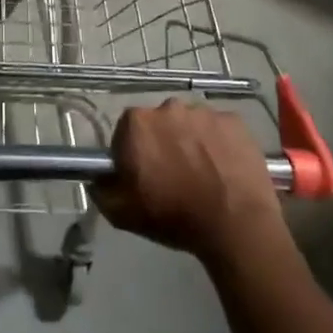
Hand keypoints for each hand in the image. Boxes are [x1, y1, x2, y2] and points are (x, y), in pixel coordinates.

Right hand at [93, 100, 284, 263]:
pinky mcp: (234, 120)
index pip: (126, 132)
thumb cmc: (174, 216)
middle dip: (163, 143)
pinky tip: (224, 168)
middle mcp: (168, 107)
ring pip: (190, 124)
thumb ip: (101, 189)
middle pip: (159, 123)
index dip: (132, 153)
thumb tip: (97, 177)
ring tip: (203, 173)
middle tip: (173, 175)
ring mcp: (204, 112)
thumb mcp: (122, 213)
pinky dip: (218, 143)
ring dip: (191, 141)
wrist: (235, 225)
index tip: (142, 175)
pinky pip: (219, 128)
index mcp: (137, 123)